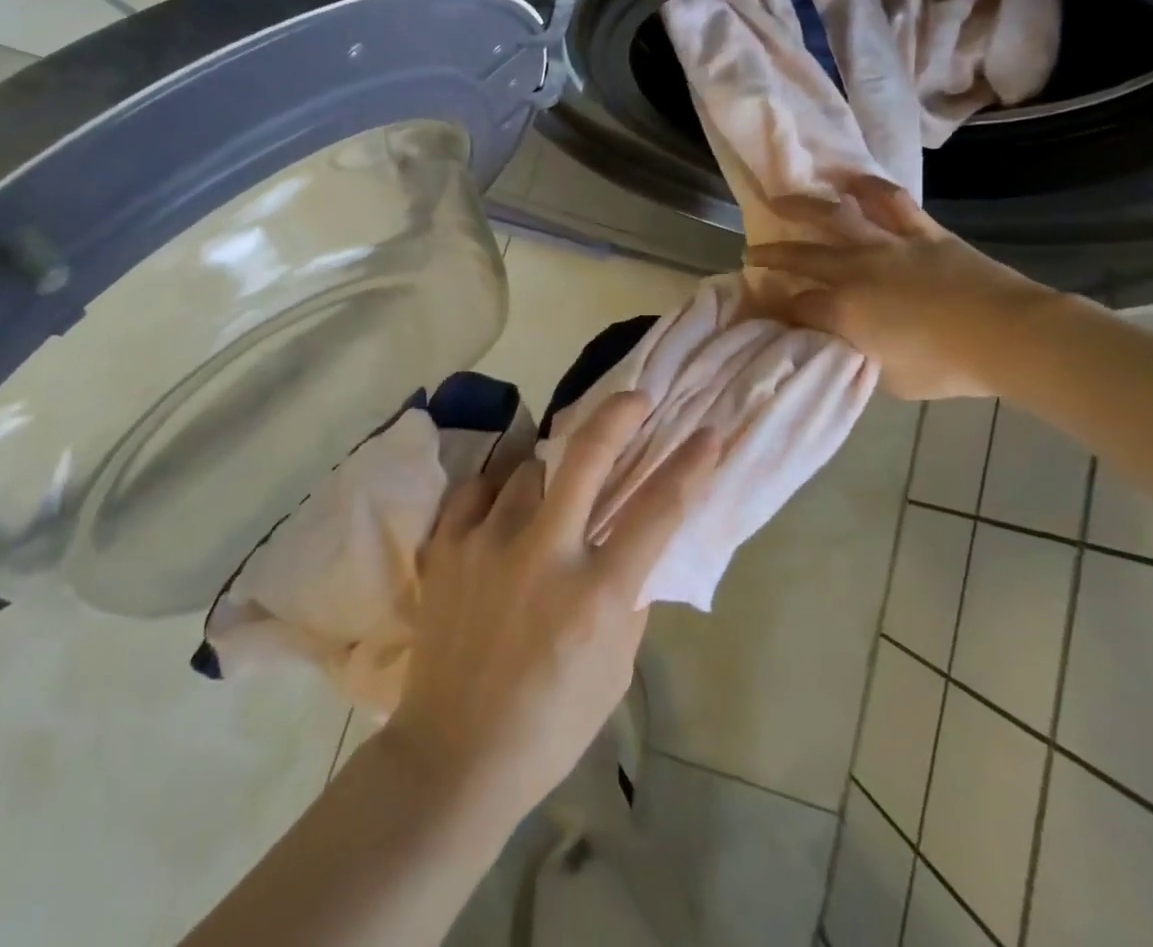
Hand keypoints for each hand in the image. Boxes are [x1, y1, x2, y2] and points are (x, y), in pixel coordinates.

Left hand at [379, 392, 720, 832]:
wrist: (455, 754)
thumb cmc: (551, 723)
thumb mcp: (616, 669)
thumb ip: (628, 597)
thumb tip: (634, 543)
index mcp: (595, 596)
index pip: (656, 512)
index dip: (689, 466)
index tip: (707, 434)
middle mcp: (542, 555)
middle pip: (586, 457)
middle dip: (618, 415)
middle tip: (635, 398)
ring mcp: (487, 542)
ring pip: (529, 468)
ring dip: (550, 473)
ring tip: (552, 491)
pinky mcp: (446, 545)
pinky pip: (479, 489)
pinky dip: (499, 492)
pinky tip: (504, 508)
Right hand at [749, 175, 1055, 399]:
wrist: (1012, 336)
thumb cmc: (948, 367)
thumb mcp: (889, 380)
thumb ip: (855, 358)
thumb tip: (837, 345)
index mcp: (843, 310)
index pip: (797, 307)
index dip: (778, 309)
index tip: (768, 311)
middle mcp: (856, 270)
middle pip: (801, 257)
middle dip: (772, 255)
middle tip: (752, 252)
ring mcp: (888, 245)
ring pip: (835, 218)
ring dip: (802, 208)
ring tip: (780, 200)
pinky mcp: (922, 232)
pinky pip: (891, 202)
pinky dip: (868, 188)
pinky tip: (849, 179)